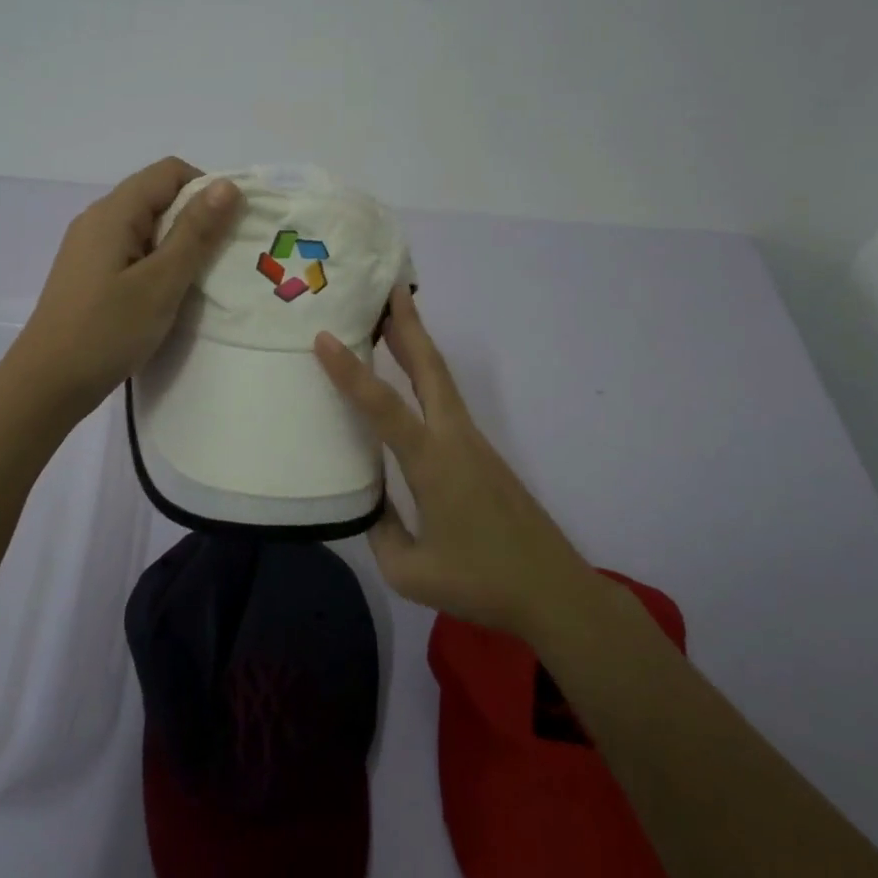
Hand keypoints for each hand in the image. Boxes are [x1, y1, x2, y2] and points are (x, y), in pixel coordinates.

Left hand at [9, 158, 242, 416]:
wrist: (46, 385)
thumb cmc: (107, 331)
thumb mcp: (161, 282)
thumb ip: (195, 232)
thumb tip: (227, 185)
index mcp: (113, 212)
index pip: (170, 171)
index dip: (206, 189)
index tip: (230, 228)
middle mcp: (98, 219)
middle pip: (157, 195)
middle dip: (196, 217)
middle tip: (222, 257)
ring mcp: (90, 247)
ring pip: (146, 226)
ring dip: (178, 243)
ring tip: (201, 278)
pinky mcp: (89, 273)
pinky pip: (132, 250)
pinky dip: (158, 261)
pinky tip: (168, 293)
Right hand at [313, 287, 594, 641]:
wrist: (553, 590)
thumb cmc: (480, 582)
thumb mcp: (409, 571)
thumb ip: (379, 528)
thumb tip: (366, 500)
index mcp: (432, 463)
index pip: (384, 407)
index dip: (351, 372)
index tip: (324, 338)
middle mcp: (454, 439)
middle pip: (430, 368)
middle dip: (409, 324)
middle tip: (389, 287)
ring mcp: (472, 442)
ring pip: (441, 379)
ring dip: (418, 343)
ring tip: (395, 316)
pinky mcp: (481, 453)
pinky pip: (447, 400)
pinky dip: (426, 374)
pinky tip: (411, 380)